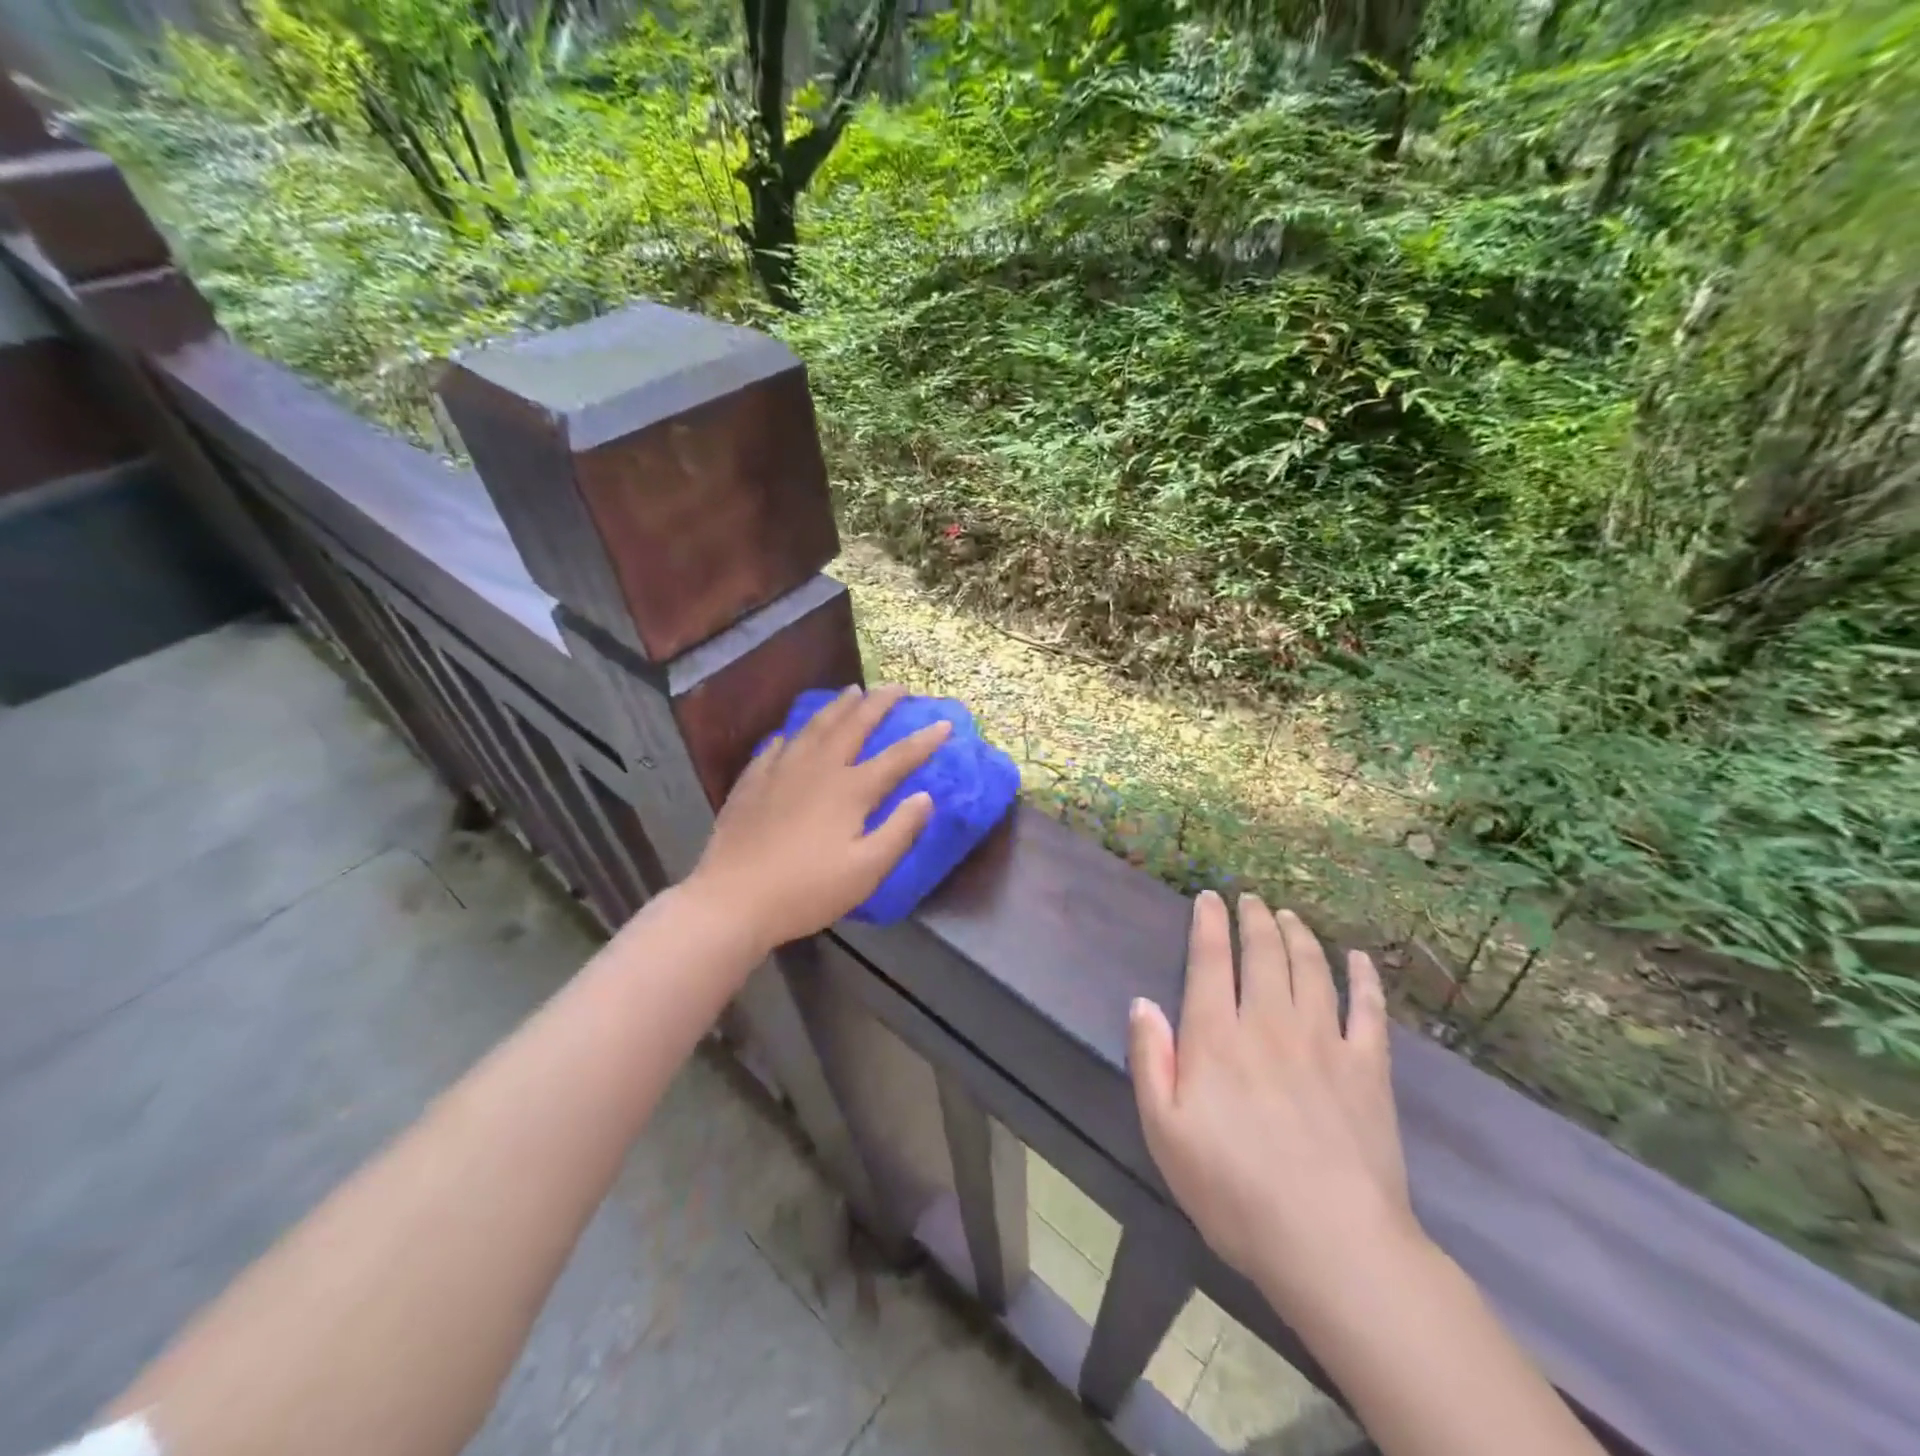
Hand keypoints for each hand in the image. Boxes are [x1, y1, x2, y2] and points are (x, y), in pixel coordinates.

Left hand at [688, 684, 949, 954]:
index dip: (924, 741)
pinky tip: (791, 734)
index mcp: (850, 790)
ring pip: (815, 727)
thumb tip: (926, 796)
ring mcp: (781, 771)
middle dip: (879, 704)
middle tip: (896, 687)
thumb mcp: (866, 870)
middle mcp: (818, 769)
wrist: (733, 899)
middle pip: (854, 726)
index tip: (945, 724)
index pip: (897, 758)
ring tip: (851, 692)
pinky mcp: (752, 783)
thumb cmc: (807, 890)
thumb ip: (900, 831)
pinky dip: (791, 734)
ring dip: (837, 707)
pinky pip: (776, 747)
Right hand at [1128, 892, 1420, 1323]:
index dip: (1208, 924)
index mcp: (1217, 1037)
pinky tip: (1358, 959)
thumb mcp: (1164, 1132)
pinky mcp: (1369, 1068)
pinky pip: (1368, 1009)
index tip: (1209, 898)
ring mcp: (1323, 1041)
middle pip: (1263, 954)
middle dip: (1254, 920)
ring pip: (1311, 969)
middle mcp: (1269, 1023)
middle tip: (1250, 899)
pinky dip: (1363, 978)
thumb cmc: (1234, 1191)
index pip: (1210, 961)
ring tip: (1289, 916)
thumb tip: (1142, 1003)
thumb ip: (1151, 1060)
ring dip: (1298, 936)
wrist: (1332, 1243)